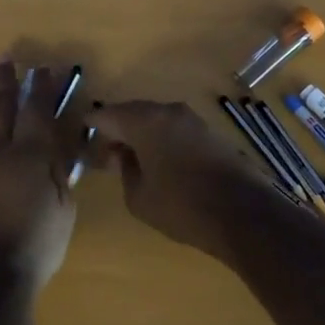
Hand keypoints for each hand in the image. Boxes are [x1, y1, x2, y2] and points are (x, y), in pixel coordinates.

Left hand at [0, 60, 80, 292]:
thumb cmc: (38, 245)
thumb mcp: (64, 208)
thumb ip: (61, 172)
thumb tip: (58, 146)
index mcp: (30, 155)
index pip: (36, 109)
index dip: (41, 86)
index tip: (43, 69)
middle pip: (0, 105)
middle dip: (5, 79)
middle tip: (7, 59)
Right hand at [90, 100, 274, 256]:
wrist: (243, 213)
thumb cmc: (182, 206)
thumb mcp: (139, 197)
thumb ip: (124, 171)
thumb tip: (122, 157)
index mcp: (145, 121)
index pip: (107, 114)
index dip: (91, 126)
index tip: (80, 137)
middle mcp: (168, 111)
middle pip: (132, 113)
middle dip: (117, 130)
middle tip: (105, 154)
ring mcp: (193, 120)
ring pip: (156, 120)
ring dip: (141, 135)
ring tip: (131, 161)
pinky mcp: (210, 133)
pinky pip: (175, 129)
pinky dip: (161, 140)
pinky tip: (159, 163)